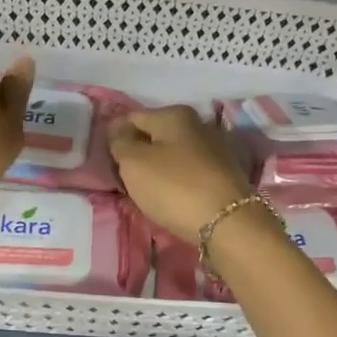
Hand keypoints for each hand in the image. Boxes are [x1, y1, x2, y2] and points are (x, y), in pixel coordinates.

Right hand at [109, 106, 253, 242]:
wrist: (228, 222)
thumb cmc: (174, 187)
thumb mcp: (134, 163)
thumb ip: (120, 142)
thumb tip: (119, 129)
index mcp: (174, 114)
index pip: (132, 118)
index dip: (116, 137)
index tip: (108, 162)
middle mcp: (198, 123)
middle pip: (156, 135)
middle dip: (140, 153)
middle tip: (126, 179)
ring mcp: (216, 148)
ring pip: (175, 154)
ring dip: (160, 168)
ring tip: (149, 192)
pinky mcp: (226, 172)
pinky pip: (191, 172)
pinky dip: (179, 180)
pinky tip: (174, 197)